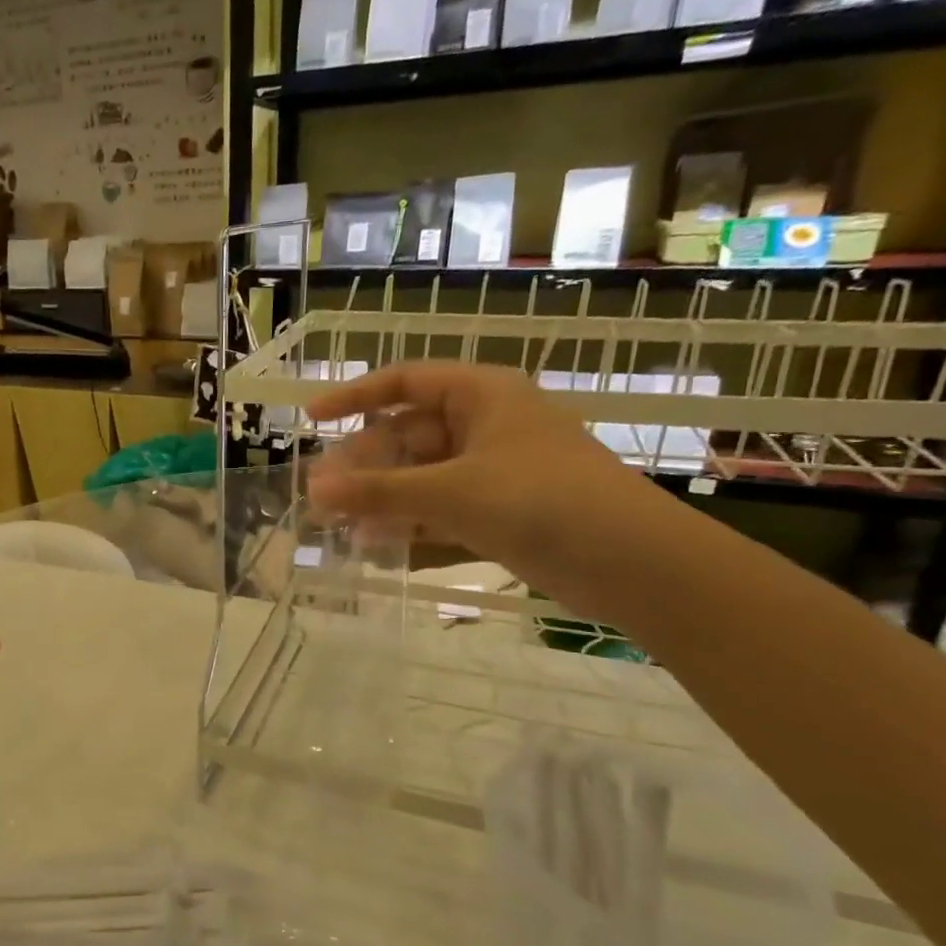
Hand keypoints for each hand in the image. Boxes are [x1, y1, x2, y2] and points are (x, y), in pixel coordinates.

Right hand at [306, 362, 679, 620]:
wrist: (633, 562)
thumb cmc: (541, 501)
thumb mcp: (451, 492)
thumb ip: (379, 492)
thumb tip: (314, 489)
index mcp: (480, 396)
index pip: (404, 383)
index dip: (355, 397)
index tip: (313, 419)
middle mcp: (484, 427)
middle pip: (407, 437)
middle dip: (364, 466)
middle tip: (321, 495)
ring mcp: (493, 473)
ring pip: (421, 479)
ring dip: (381, 502)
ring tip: (336, 527)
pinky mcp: (500, 514)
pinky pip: (441, 513)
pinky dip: (410, 529)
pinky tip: (376, 550)